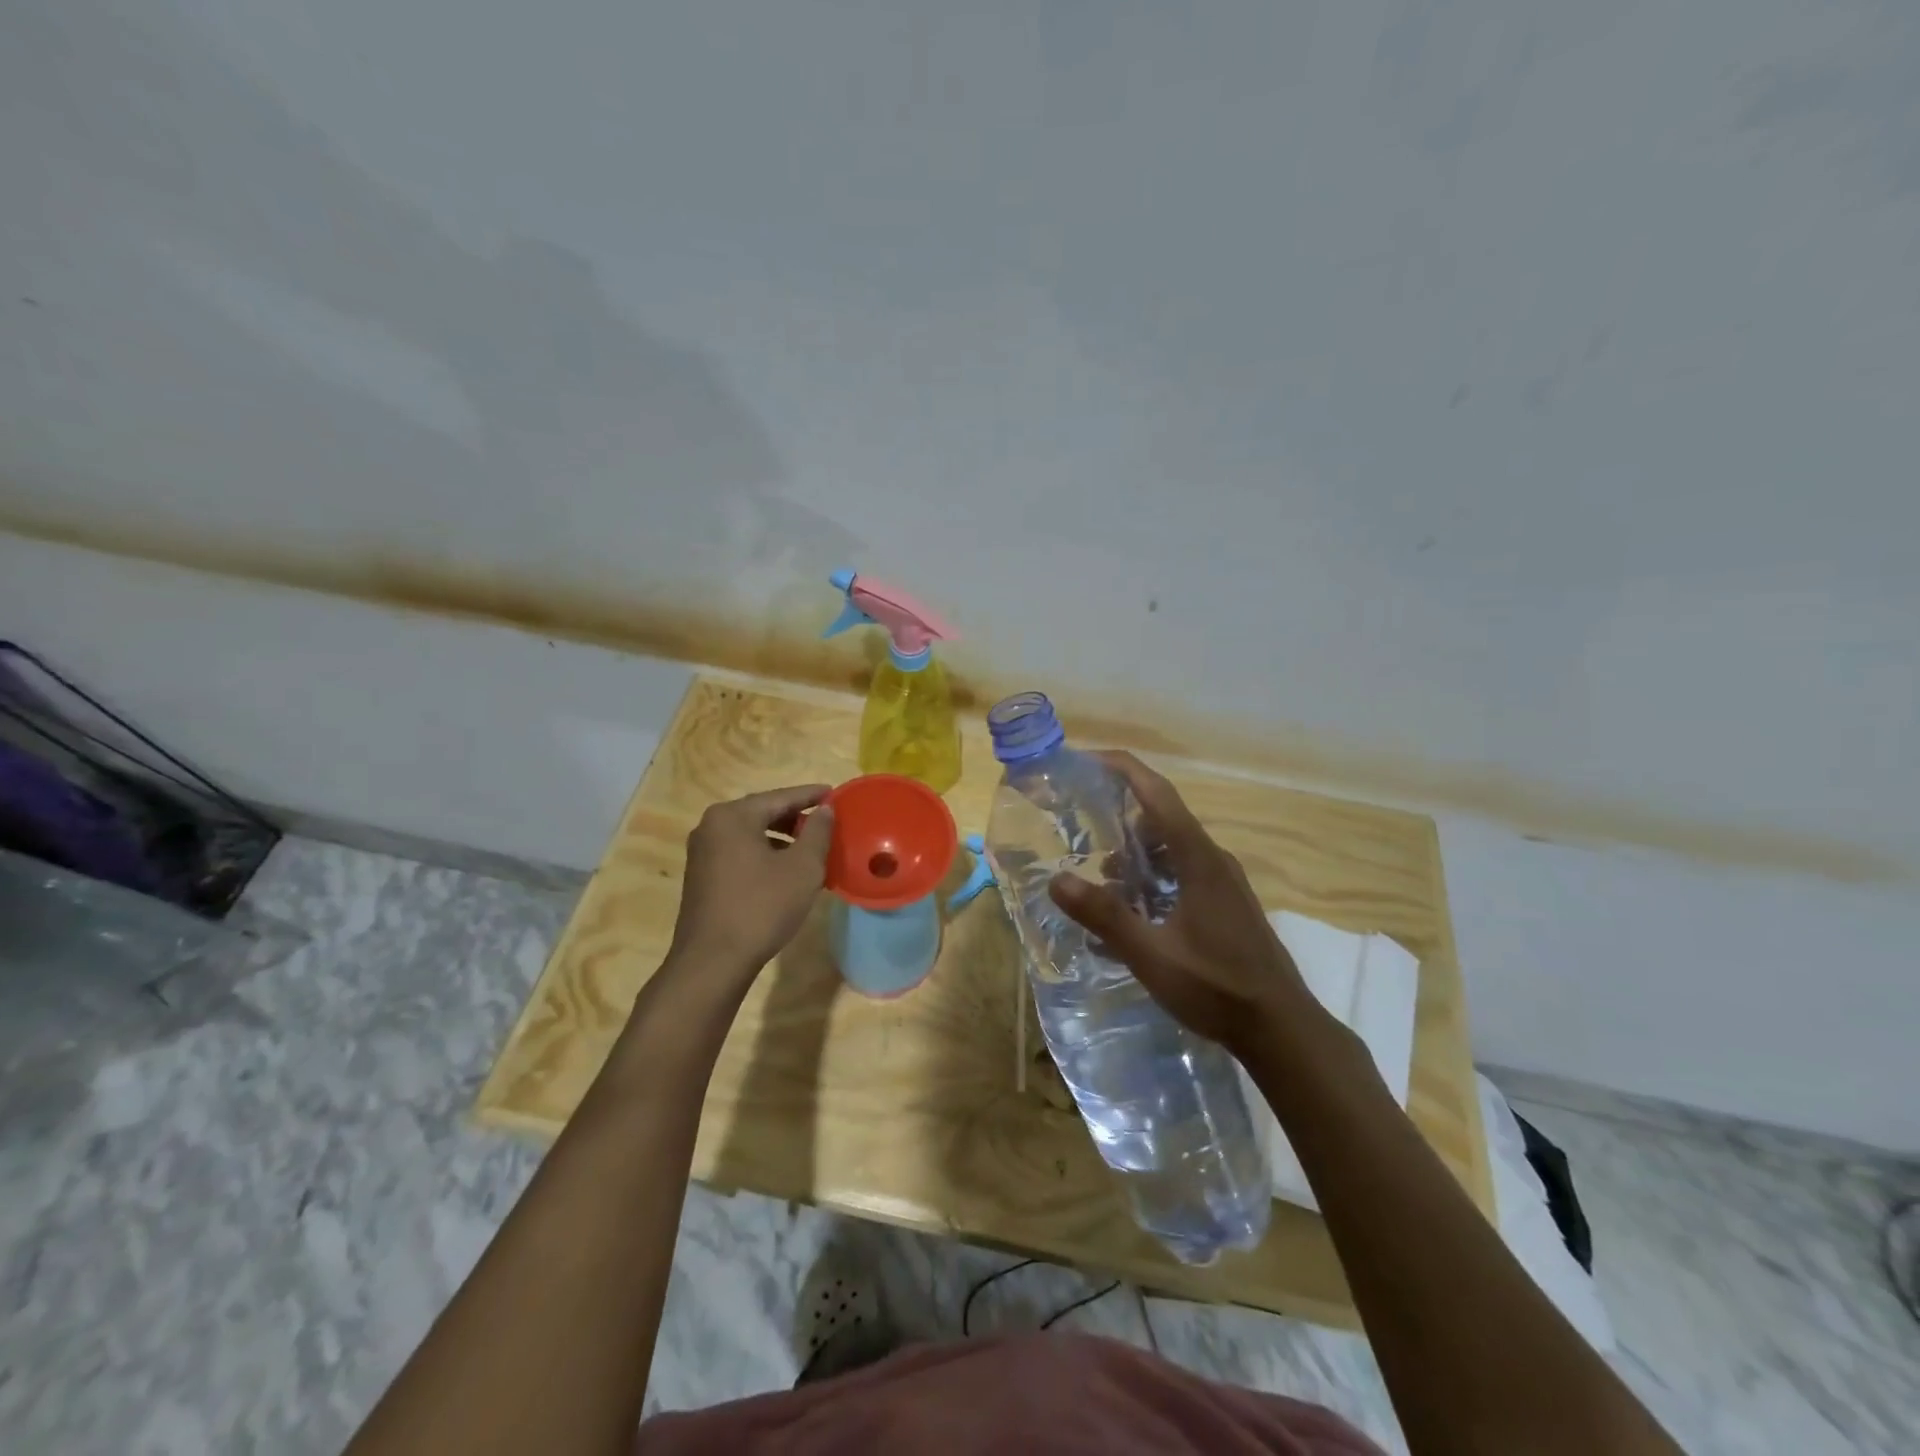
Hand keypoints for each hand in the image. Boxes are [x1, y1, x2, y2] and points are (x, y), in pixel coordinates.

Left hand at [665, 784, 834, 992]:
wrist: (712, 962)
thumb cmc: (761, 907)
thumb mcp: (802, 867)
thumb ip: (817, 832)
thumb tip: (825, 809)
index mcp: (733, 816)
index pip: (780, 797)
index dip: (810, 795)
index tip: (834, 793)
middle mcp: (711, 827)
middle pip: (762, 813)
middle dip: (795, 817)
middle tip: (824, 822)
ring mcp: (701, 853)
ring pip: (750, 835)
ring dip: (781, 838)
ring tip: (810, 849)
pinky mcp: (700, 877)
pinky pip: (739, 853)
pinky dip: (764, 854)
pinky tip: (784, 871)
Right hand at [1047, 752, 1315, 1059]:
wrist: (1281, 1028)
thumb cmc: (1216, 987)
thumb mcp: (1152, 955)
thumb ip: (1105, 916)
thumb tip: (1057, 880)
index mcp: (1198, 858)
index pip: (1157, 793)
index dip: (1123, 769)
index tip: (1087, 759)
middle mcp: (1213, 859)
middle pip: (1162, 816)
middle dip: (1121, 813)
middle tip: (1082, 824)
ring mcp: (1223, 881)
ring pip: (1172, 847)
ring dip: (1137, 851)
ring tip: (1102, 876)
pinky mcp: (1226, 903)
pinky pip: (1183, 870)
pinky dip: (1153, 874)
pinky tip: (1134, 909)